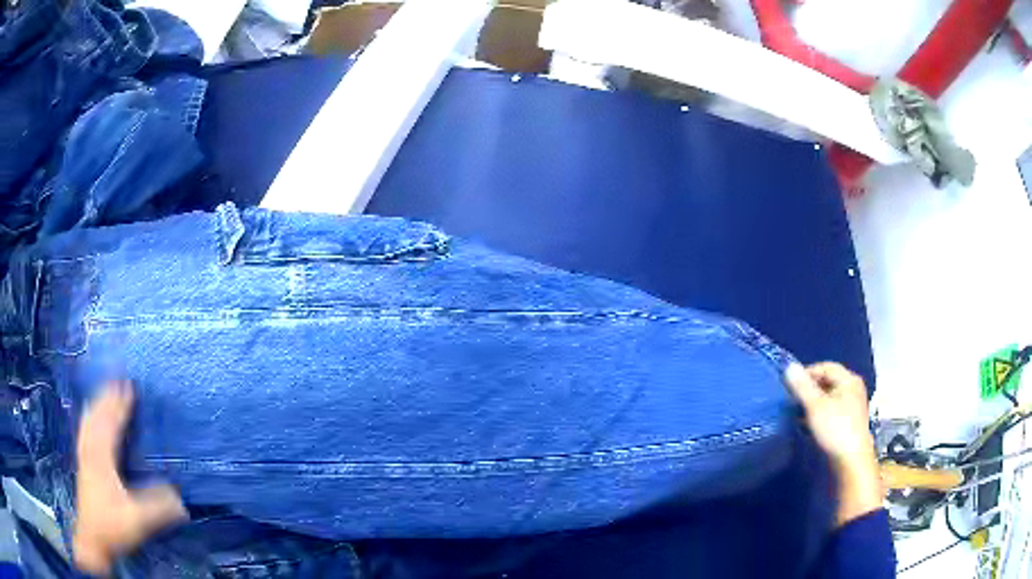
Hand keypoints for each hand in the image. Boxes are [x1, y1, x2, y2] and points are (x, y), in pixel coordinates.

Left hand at [73, 381, 187, 575]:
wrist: (92, 538)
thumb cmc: (112, 526)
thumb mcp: (138, 520)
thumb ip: (158, 507)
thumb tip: (181, 496)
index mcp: (101, 457)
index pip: (111, 424)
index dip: (121, 404)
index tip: (130, 386)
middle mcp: (90, 449)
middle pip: (98, 416)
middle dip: (108, 397)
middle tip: (118, 379)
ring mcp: (84, 455)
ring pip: (89, 420)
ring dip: (97, 403)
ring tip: (104, 390)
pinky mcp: (82, 463)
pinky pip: (84, 430)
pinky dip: (88, 416)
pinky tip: (88, 414)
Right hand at [784, 363, 882, 526]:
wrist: (851, 461)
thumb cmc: (835, 429)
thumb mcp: (815, 406)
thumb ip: (802, 387)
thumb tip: (789, 367)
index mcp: (849, 380)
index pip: (826, 367)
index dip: (807, 373)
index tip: (790, 385)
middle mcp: (853, 389)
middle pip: (828, 381)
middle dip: (809, 389)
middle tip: (792, 399)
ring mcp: (853, 406)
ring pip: (829, 398)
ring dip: (813, 403)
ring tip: (797, 413)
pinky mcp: (849, 422)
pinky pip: (832, 410)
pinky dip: (819, 414)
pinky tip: (808, 425)